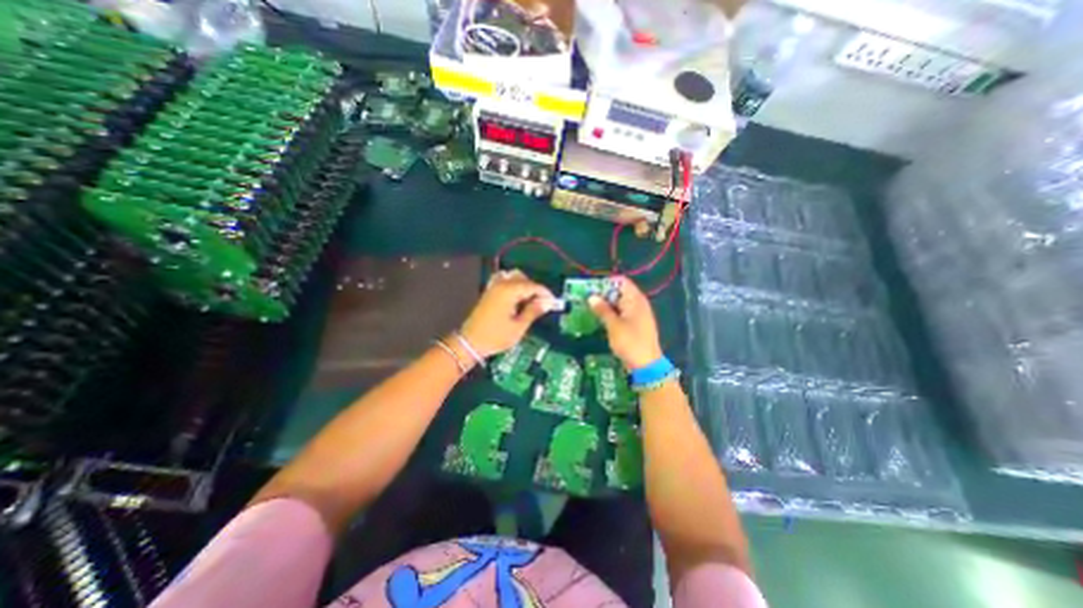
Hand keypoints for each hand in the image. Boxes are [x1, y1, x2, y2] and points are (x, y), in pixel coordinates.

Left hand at [459, 268, 552, 356]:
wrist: (470, 342)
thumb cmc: (496, 337)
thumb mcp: (518, 327)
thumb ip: (533, 311)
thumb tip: (548, 302)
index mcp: (509, 291)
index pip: (533, 286)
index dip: (545, 293)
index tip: (553, 303)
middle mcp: (501, 284)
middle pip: (524, 279)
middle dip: (535, 289)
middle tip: (542, 305)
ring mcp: (493, 286)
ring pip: (514, 277)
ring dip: (525, 285)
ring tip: (530, 301)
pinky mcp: (489, 291)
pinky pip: (504, 280)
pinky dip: (513, 284)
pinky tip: (516, 297)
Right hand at [591, 276, 659, 371]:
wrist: (646, 365)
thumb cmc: (630, 342)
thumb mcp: (614, 325)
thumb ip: (602, 310)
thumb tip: (591, 297)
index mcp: (635, 300)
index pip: (621, 282)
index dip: (606, 282)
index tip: (590, 287)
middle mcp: (637, 303)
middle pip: (619, 292)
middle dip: (602, 294)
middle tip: (585, 297)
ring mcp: (636, 314)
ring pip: (618, 303)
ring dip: (605, 305)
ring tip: (587, 307)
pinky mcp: (633, 324)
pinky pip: (620, 313)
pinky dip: (610, 314)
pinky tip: (598, 318)